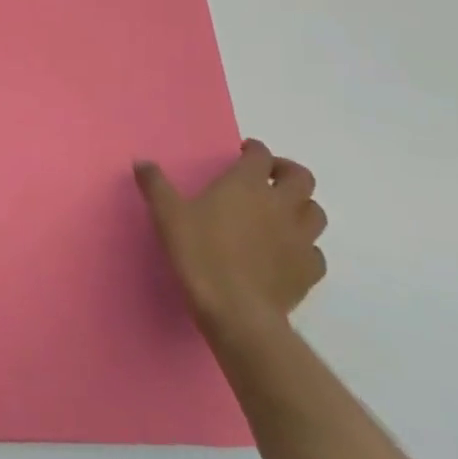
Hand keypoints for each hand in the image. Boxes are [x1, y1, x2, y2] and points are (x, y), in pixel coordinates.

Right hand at [135, 139, 326, 344]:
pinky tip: (288, 252)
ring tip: (282, 212)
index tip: (244, 152)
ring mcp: (300, 238)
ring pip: (315, 212)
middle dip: (287, 171)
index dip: (255, 149)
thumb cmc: (199, 252)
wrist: (235, 308)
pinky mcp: (309, 269)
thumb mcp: (167, 214)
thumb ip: (155, 184)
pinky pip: (315, 251)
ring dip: (301, 206)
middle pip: (301, 177)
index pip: (261, 155)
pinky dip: (305, 246)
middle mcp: (280, 204)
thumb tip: (142, 162)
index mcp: (247, 184)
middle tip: (269, 177)